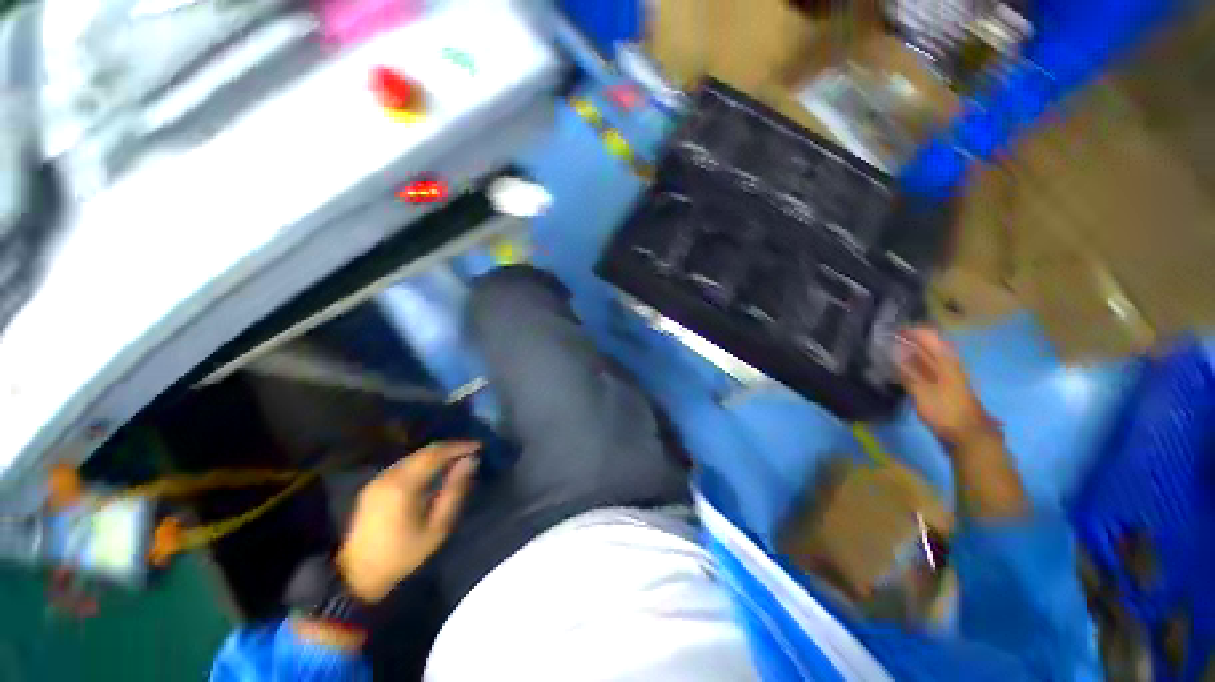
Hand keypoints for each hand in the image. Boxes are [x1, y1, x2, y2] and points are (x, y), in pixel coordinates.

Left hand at [336, 441, 479, 602]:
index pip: (436, 453)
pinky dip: (424, 461)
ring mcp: (379, 479)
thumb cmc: (403, 554)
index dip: (459, 446)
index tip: (479, 446)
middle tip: (471, 451)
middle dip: (450, 448)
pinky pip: (405, 464)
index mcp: (404, 485)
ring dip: (437, 454)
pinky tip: (435, 469)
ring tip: (457, 458)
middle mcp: (390, 475)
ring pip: (414, 456)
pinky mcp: (374, 485)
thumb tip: (471, 461)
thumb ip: (455, 490)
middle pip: (424, 451)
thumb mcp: (437, 527)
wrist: (357, 576)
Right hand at [895, 327, 993, 449]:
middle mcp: (947, 364)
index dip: (910, 330)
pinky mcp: (942, 386)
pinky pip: (924, 368)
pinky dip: (911, 365)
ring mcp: (946, 376)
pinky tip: (899, 370)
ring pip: (925, 357)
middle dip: (907, 340)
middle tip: (883, 340)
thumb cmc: (946, 411)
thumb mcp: (922, 391)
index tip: (889, 330)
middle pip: (927, 345)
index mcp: (945, 361)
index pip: (928, 336)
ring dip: (908, 352)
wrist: (967, 434)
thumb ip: (907, 370)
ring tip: (887, 353)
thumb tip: (892, 351)